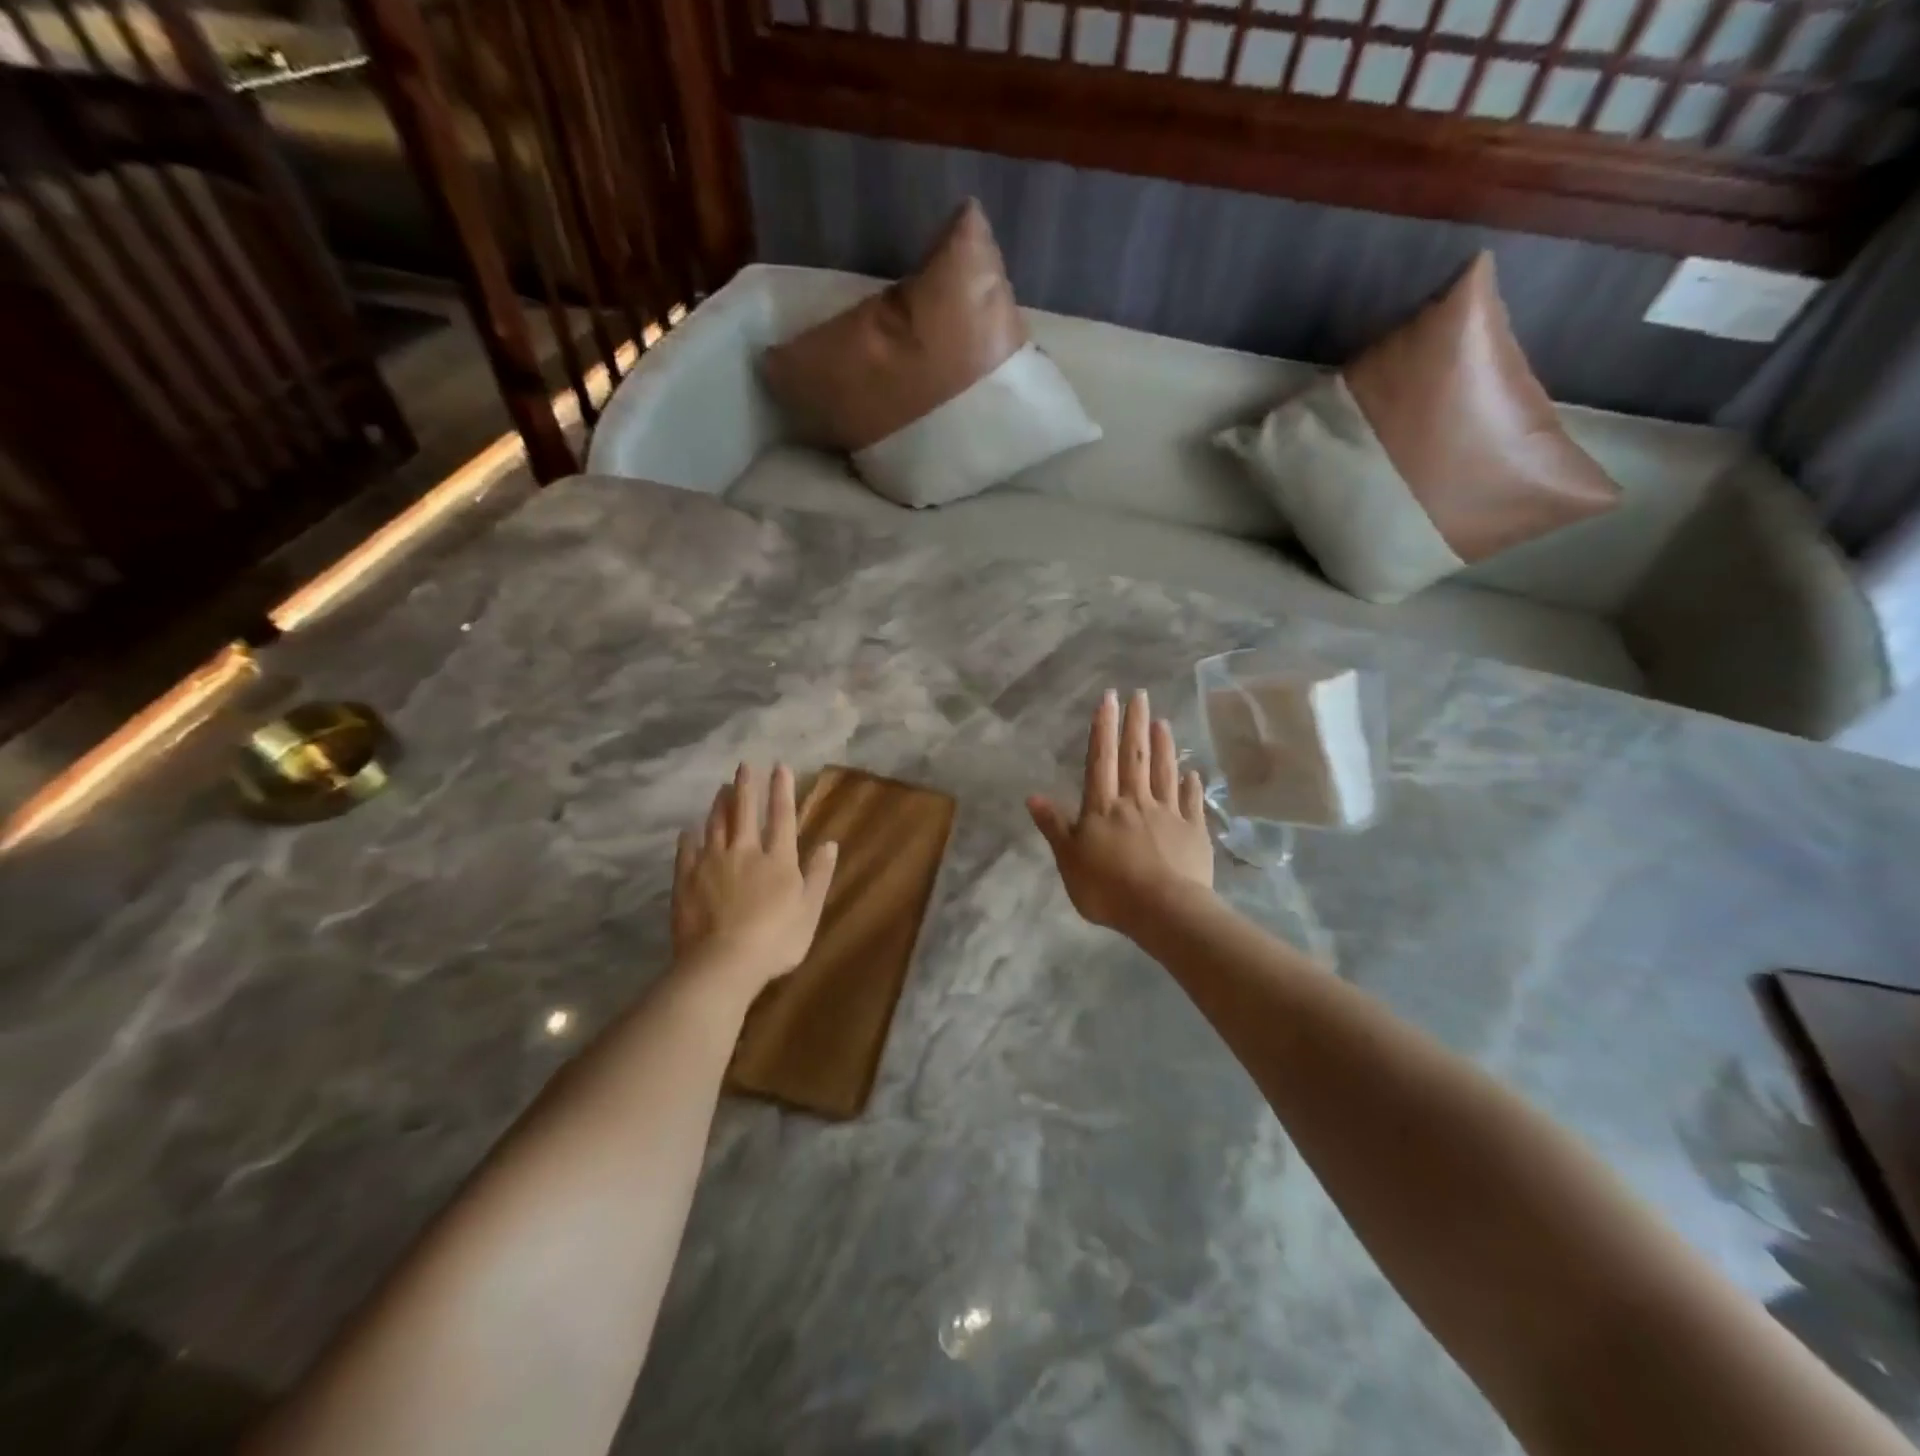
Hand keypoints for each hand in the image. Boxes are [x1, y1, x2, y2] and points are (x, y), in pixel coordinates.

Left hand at [673, 763, 837, 995]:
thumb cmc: (776, 940)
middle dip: (747, 786)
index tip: (780, 767)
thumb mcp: (809, 910)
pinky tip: (688, 831)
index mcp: (778, 859)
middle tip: (744, 765)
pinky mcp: (687, 879)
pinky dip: (689, 838)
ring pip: (716, 825)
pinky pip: (687, 851)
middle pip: (745, 812)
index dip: (782, 790)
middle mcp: (745, 851)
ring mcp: (712, 863)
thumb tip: (830, 843)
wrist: (723, 962)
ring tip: (721, 789)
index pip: (782, 816)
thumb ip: (819, 875)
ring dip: (720, 805)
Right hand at [1029, 689, 1214, 934]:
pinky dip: (1191, 785)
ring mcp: (1168, 814)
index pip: (1101, 759)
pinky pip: (1191, 802)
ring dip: (1163, 745)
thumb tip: (1033, 796)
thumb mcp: (1068, 860)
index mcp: (1103, 807)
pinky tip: (1193, 772)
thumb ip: (1054, 827)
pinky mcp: (1193, 832)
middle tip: (1139, 694)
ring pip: (1164, 772)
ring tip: (1162, 720)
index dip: (1103, 727)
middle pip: (1135, 756)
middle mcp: (1135, 801)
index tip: (1109, 698)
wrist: (1164, 910)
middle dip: (1135, 724)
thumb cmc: (1108, 887)